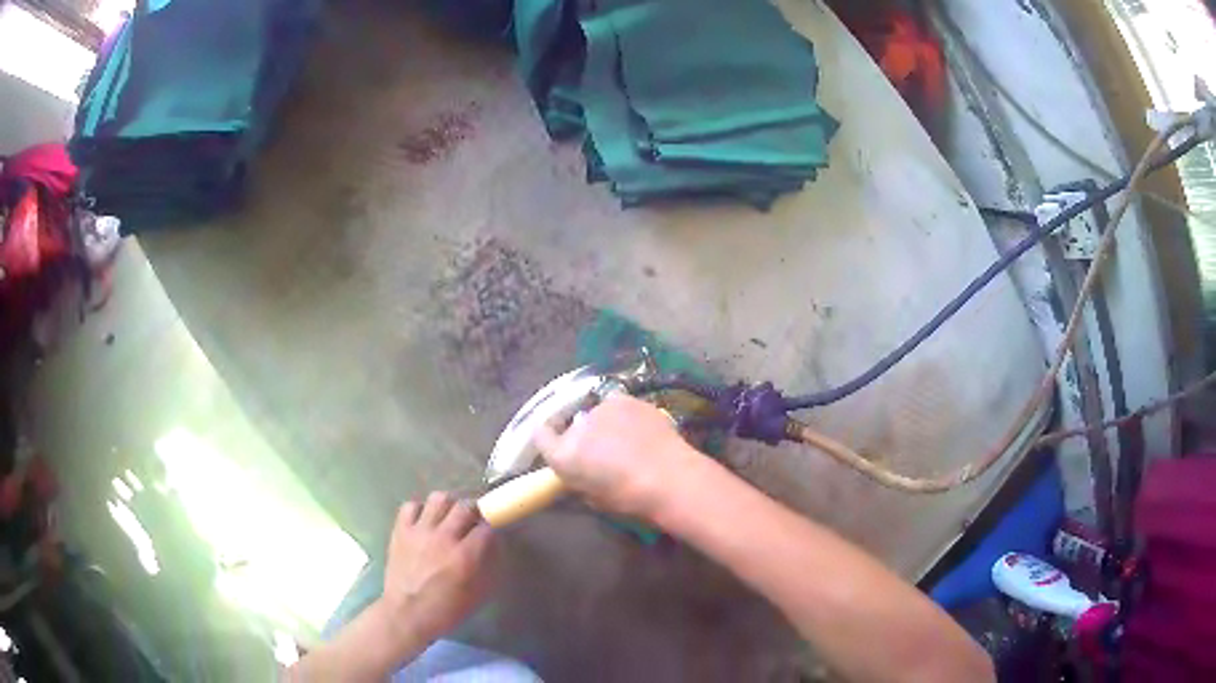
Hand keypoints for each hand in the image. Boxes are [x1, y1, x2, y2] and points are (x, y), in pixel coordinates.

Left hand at [380, 492, 494, 645]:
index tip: (493, 530)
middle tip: (473, 520)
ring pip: (439, 499)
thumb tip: (494, 545)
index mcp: (466, 557)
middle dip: (474, 511)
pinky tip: (424, 521)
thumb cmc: (446, 610)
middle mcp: (444, 538)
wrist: (406, 614)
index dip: (493, 526)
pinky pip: (411, 506)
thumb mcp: (478, 594)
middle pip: (465, 506)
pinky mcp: (401, 531)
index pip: (487, 527)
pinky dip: (420, 510)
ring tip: (449, 516)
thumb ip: (489, 566)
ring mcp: (420, 532)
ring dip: (449, 505)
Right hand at [533, 393, 701, 519]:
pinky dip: (625, 417)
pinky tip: (642, 431)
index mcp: (563, 456)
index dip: (550, 439)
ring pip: (596, 414)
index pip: (540, 435)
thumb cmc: (631, 500)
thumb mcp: (595, 499)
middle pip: (572, 425)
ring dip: (605, 424)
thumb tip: (584, 474)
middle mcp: (576, 426)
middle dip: (584, 436)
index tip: (560, 445)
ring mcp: (601, 408)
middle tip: (603, 452)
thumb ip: (581, 481)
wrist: (670, 478)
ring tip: (627, 441)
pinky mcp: (625, 399)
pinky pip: (618, 407)